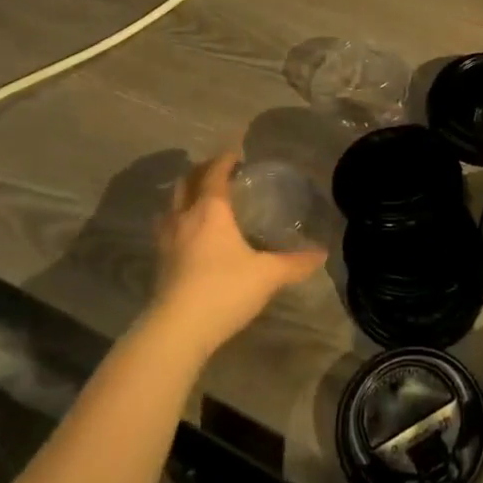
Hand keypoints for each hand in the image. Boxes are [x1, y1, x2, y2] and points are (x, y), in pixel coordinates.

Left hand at [152, 153, 325, 358]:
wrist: (177, 330)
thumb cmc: (224, 290)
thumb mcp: (267, 275)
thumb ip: (295, 262)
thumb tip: (323, 253)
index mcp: (211, 210)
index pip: (215, 173)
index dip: (225, 159)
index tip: (236, 152)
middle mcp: (184, 218)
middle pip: (186, 183)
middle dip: (202, 171)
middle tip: (219, 170)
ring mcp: (167, 241)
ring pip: (171, 205)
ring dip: (185, 195)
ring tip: (201, 198)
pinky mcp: (159, 263)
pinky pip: (167, 228)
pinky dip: (178, 220)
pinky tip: (190, 233)